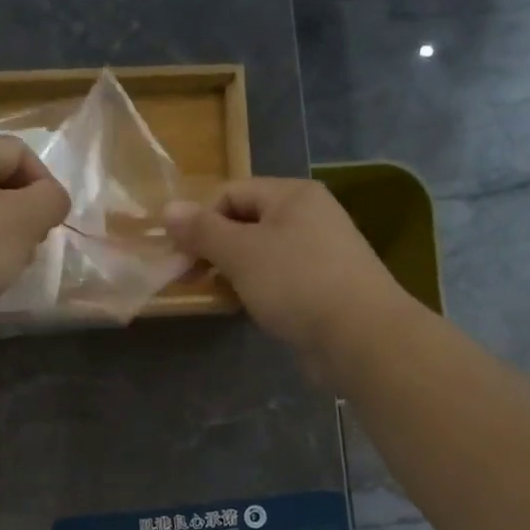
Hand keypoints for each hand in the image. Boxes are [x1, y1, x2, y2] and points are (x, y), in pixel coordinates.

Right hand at [165, 178, 411, 369]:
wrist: (361, 336)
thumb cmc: (296, 283)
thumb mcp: (240, 253)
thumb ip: (202, 230)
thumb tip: (168, 209)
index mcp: (292, 195)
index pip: (231, 193)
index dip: (200, 220)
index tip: (180, 256)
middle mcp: (309, 215)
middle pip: (245, 221)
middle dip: (213, 247)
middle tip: (190, 278)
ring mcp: (319, 251)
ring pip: (260, 251)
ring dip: (232, 270)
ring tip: (218, 294)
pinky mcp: (324, 284)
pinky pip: (278, 276)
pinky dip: (256, 287)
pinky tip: (246, 307)